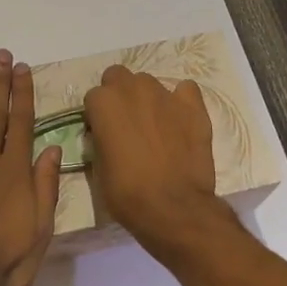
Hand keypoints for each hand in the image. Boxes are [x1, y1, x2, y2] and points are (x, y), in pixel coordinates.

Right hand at [84, 65, 226, 256]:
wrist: (173, 208)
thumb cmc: (127, 193)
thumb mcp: (98, 168)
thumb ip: (100, 140)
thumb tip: (107, 136)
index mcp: (104, 102)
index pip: (93, 97)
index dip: (98, 116)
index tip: (103, 134)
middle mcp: (132, 89)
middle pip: (119, 77)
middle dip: (119, 96)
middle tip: (126, 124)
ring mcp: (165, 94)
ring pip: (149, 83)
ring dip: (147, 98)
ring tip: (155, 126)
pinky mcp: (193, 106)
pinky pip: (185, 90)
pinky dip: (180, 101)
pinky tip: (180, 121)